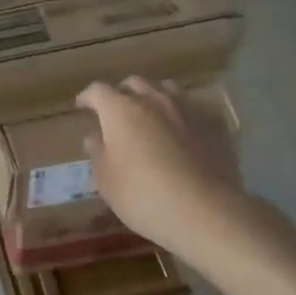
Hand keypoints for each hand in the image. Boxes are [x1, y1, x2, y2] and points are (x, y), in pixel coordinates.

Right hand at [76, 77, 248, 254]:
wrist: (204, 211)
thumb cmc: (142, 195)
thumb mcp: (106, 180)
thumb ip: (98, 152)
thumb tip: (95, 136)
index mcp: (120, 109)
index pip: (98, 91)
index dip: (87, 97)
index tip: (82, 106)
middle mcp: (153, 100)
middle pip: (133, 83)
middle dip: (121, 94)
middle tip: (116, 112)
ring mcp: (186, 109)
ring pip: (165, 89)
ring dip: (153, 97)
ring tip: (150, 115)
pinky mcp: (213, 124)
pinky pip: (192, 108)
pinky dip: (180, 114)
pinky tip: (182, 131)